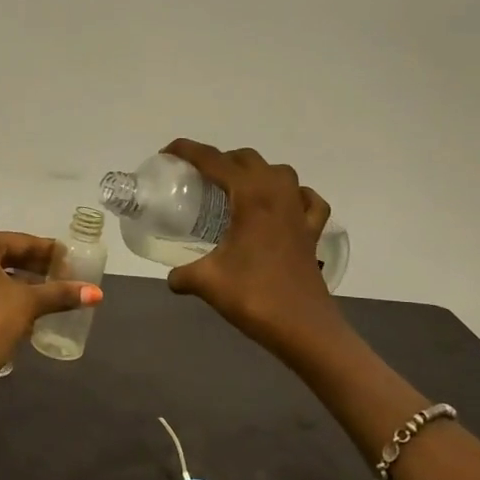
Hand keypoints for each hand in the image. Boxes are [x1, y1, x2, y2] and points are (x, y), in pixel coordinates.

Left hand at [0, 229, 101, 422]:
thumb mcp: (26, 305)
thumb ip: (60, 294)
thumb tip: (97, 293)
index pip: (23, 242)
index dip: (51, 253)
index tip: (75, 261)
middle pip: (8, 256)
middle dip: (38, 269)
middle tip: (68, 278)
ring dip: (24, 284)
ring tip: (54, 295)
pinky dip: (6, 295)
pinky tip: (29, 310)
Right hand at [162, 139, 336, 352]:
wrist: (305, 329)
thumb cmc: (255, 297)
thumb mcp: (207, 282)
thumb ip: (183, 275)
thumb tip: (172, 277)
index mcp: (251, 197)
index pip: (214, 160)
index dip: (187, 151)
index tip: (167, 153)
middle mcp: (277, 194)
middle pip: (246, 159)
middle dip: (219, 160)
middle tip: (196, 179)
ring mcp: (299, 212)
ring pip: (278, 172)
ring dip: (254, 172)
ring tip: (233, 190)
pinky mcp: (312, 232)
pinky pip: (307, 200)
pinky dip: (293, 196)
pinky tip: (282, 207)